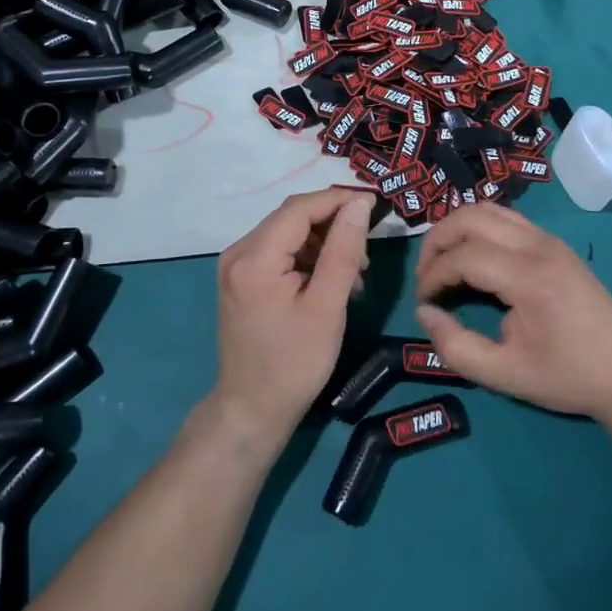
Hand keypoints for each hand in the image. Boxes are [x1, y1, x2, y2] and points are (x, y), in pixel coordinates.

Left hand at [211, 188, 373, 443]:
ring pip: (288, 233)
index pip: (300, 208)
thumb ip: (343, 251)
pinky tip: (331, 281)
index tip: (375, 205)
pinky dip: (308, 258)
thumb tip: (359, 205)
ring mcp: (236, 265)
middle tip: (367, 251)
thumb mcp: (327, 307)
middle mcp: (238, 252)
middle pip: (292, 217)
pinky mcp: (241, 278)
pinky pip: (279, 251)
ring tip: (355, 273)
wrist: (252, 410)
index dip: (339, 199)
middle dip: (333, 224)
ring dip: (324, 243)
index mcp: (254, 258)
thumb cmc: (294, 363)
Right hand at [414, 206, 611, 420]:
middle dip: (437, 241)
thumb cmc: (568, 377)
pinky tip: (472, 258)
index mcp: (529, 278)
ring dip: (456, 229)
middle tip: (425, 276)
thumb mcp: (506, 375)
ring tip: (442, 263)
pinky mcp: (553, 243)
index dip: (433, 275)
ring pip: (488, 210)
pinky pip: (505, 218)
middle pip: (470, 217)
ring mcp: (549, 239)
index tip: (422, 302)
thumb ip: (457, 347)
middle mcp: (538, 246)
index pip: (464, 256)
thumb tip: (424, 313)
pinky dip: (478, 228)